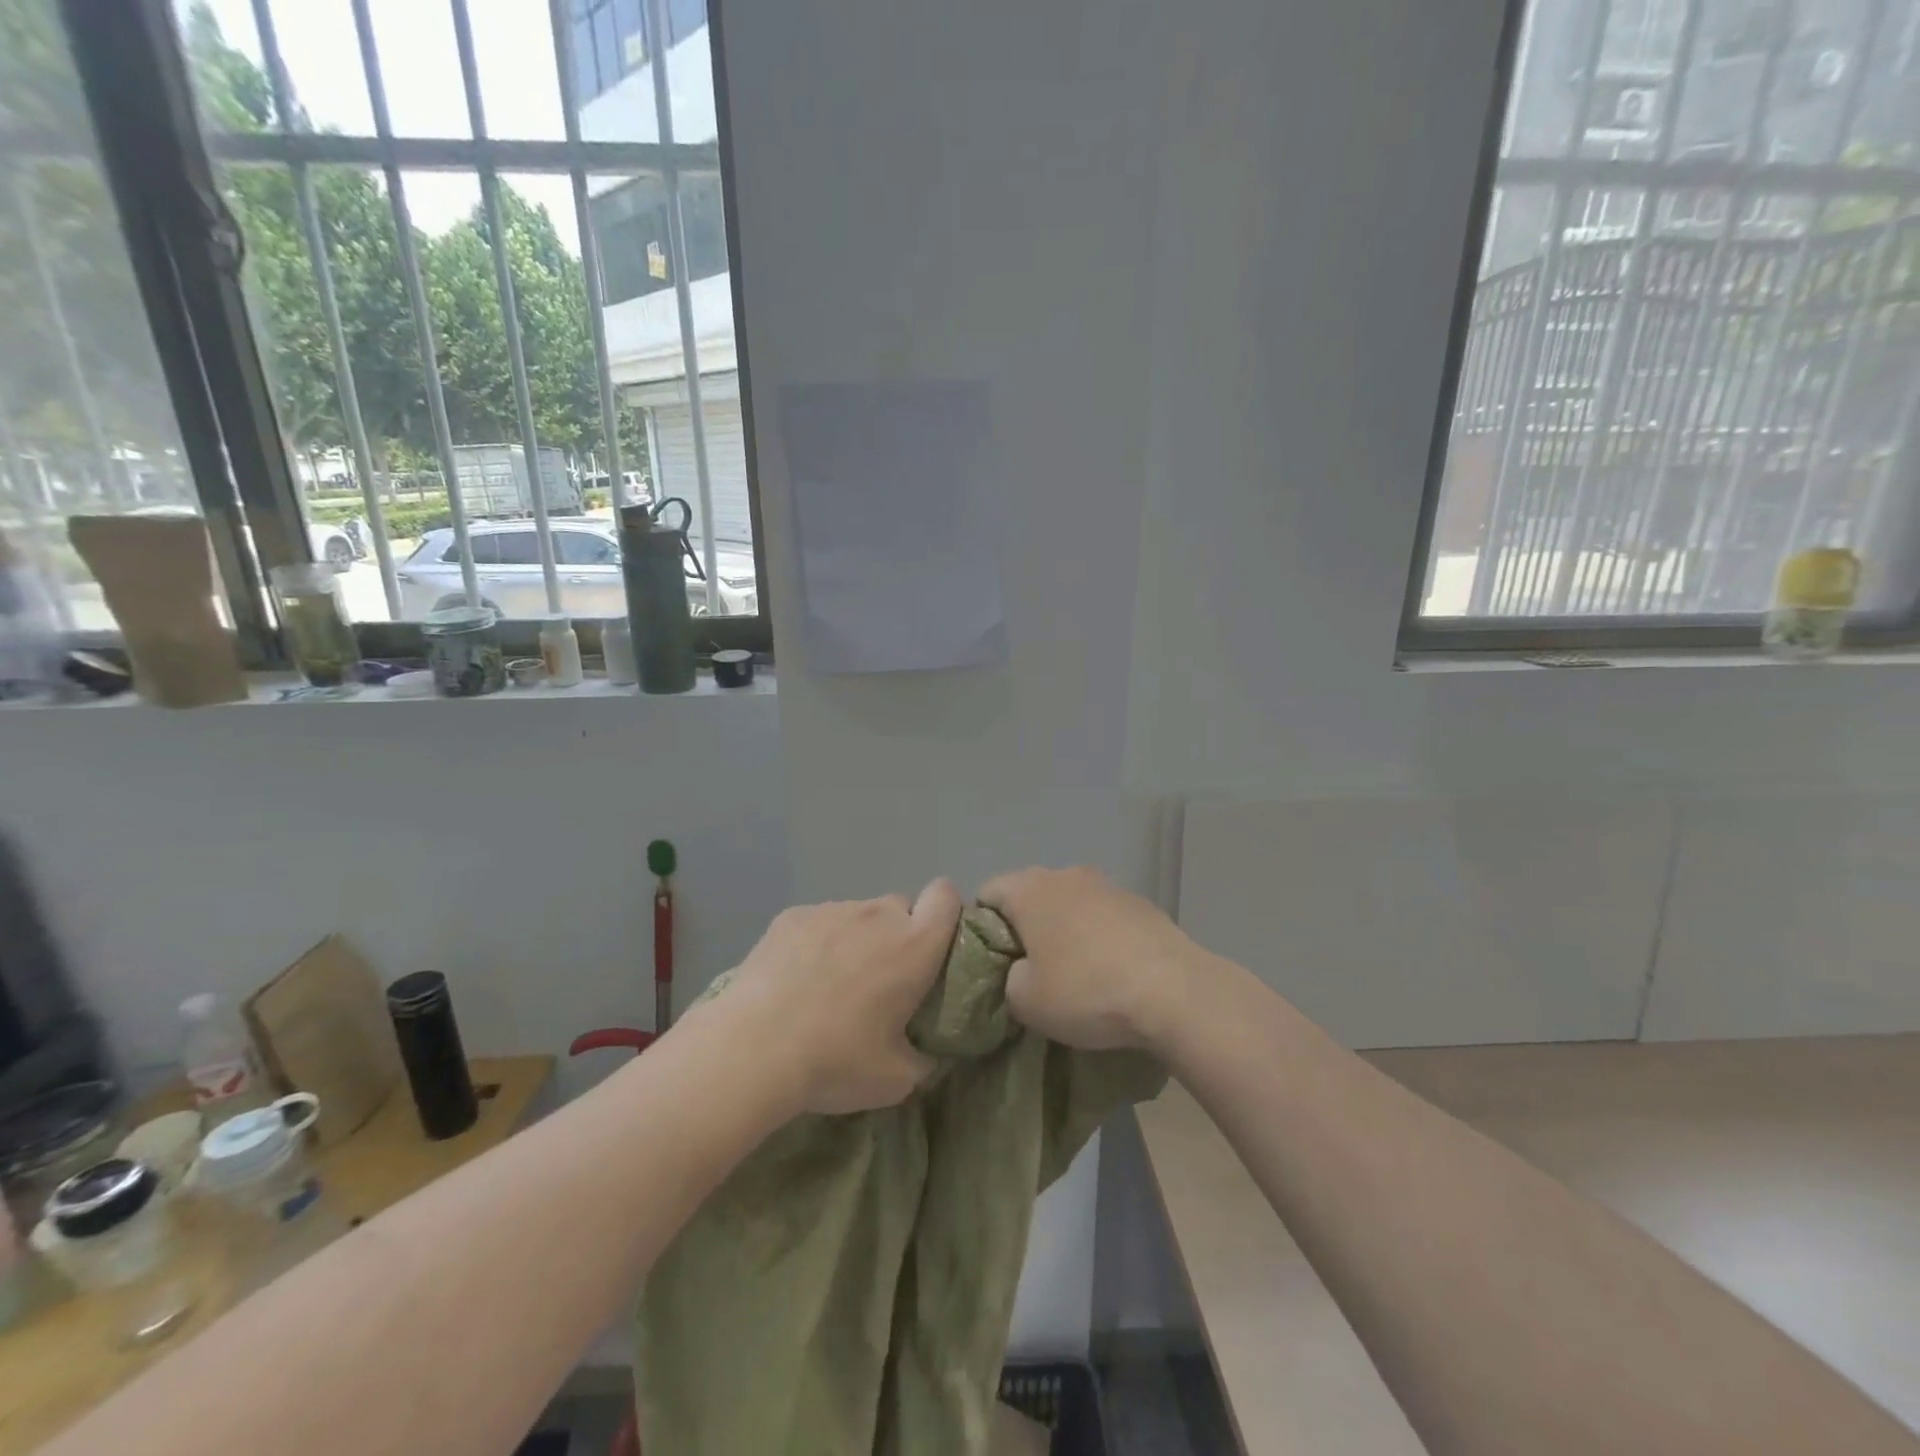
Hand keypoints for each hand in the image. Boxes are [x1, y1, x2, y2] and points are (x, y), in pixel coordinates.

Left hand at [723, 880, 961, 1115]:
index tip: (934, 946)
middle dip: (897, 934)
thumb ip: (923, 1058)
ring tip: (829, 983)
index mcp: (915, 946)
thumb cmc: (836, 1060)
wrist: (753, 1048)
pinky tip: (795, 979)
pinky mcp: (793, 916)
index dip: (946, 914)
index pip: (947, 897)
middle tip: (879, 979)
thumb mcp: (897, 1079)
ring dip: (856, 939)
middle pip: (900, 907)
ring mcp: (833, 910)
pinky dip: (816, 943)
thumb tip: (924, 1052)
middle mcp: (878, 915)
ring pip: (858, 915)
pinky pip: (819, 922)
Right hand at [979, 866, 1202, 1054]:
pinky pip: (1103, 916)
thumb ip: (1008, 978)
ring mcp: (1108, 885)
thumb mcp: (1024, 1001)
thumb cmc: (1086, 990)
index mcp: (1029, 888)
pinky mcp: (1141, 903)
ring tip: (1075, 973)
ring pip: (1069, 904)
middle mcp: (1066, 874)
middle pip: (1030, 895)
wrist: (1173, 991)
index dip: (981, 928)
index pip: (987, 893)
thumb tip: (1021, 969)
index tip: (993, 963)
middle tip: (1030, 970)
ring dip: (1064, 930)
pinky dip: (1098, 936)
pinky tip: (1111, 971)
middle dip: (1025, 928)